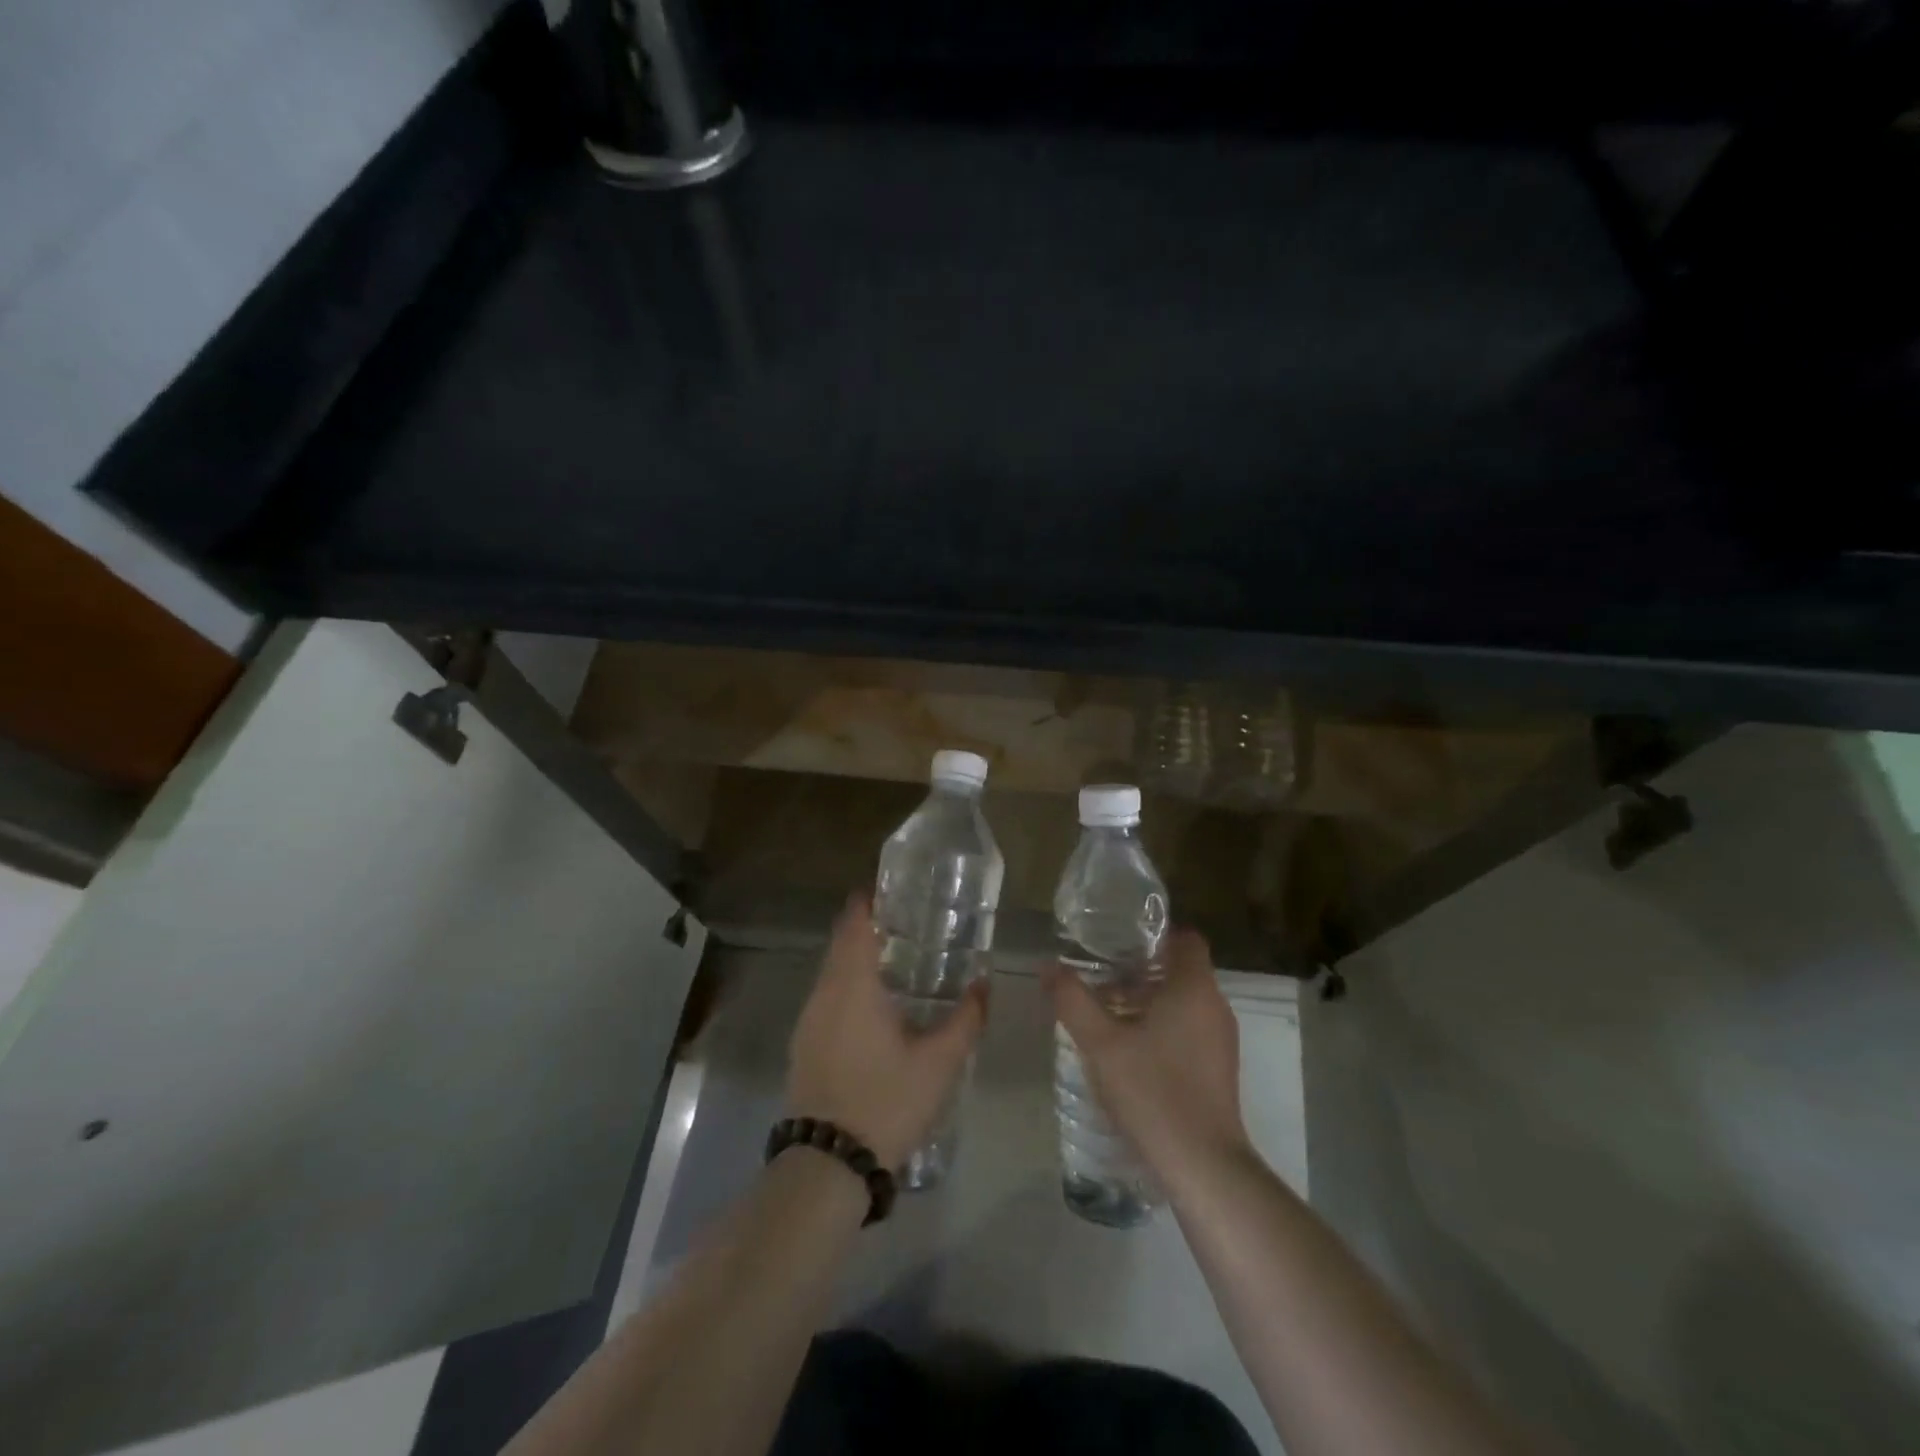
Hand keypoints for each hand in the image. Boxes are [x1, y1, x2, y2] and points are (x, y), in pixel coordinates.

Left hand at [786, 895, 988, 1170]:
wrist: (827, 1164)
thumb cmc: (885, 1101)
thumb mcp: (939, 1063)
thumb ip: (966, 1019)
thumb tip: (984, 984)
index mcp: (853, 985)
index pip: (855, 924)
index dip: (869, 901)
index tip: (893, 891)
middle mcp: (824, 993)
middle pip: (841, 944)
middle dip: (867, 928)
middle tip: (906, 924)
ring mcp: (808, 1020)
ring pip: (831, 973)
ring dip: (855, 960)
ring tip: (894, 961)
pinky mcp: (803, 1045)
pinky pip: (826, 998)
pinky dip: (846, 987)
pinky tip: (872, 1008)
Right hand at [1046, 928, 1250, 1193]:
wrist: (1203, 1166)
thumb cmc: (1152, 1091)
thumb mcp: (1100, 1043)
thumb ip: (1072, 1000)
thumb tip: (1049, 967)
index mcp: (1194, 987)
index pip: (1184, 938)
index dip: (1154, 935)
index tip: (1118, 944)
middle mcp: (1215, 1006)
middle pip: (1181, 970)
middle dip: (1141, 971)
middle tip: (1101, 979)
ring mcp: (1222, 1040)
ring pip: (1184, 1002)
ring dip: (1149, 1002)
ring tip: (1108, 1015)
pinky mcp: (1220, 1069)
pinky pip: (1190, 1029)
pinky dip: (1163, 1028)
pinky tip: (1130, 1052)